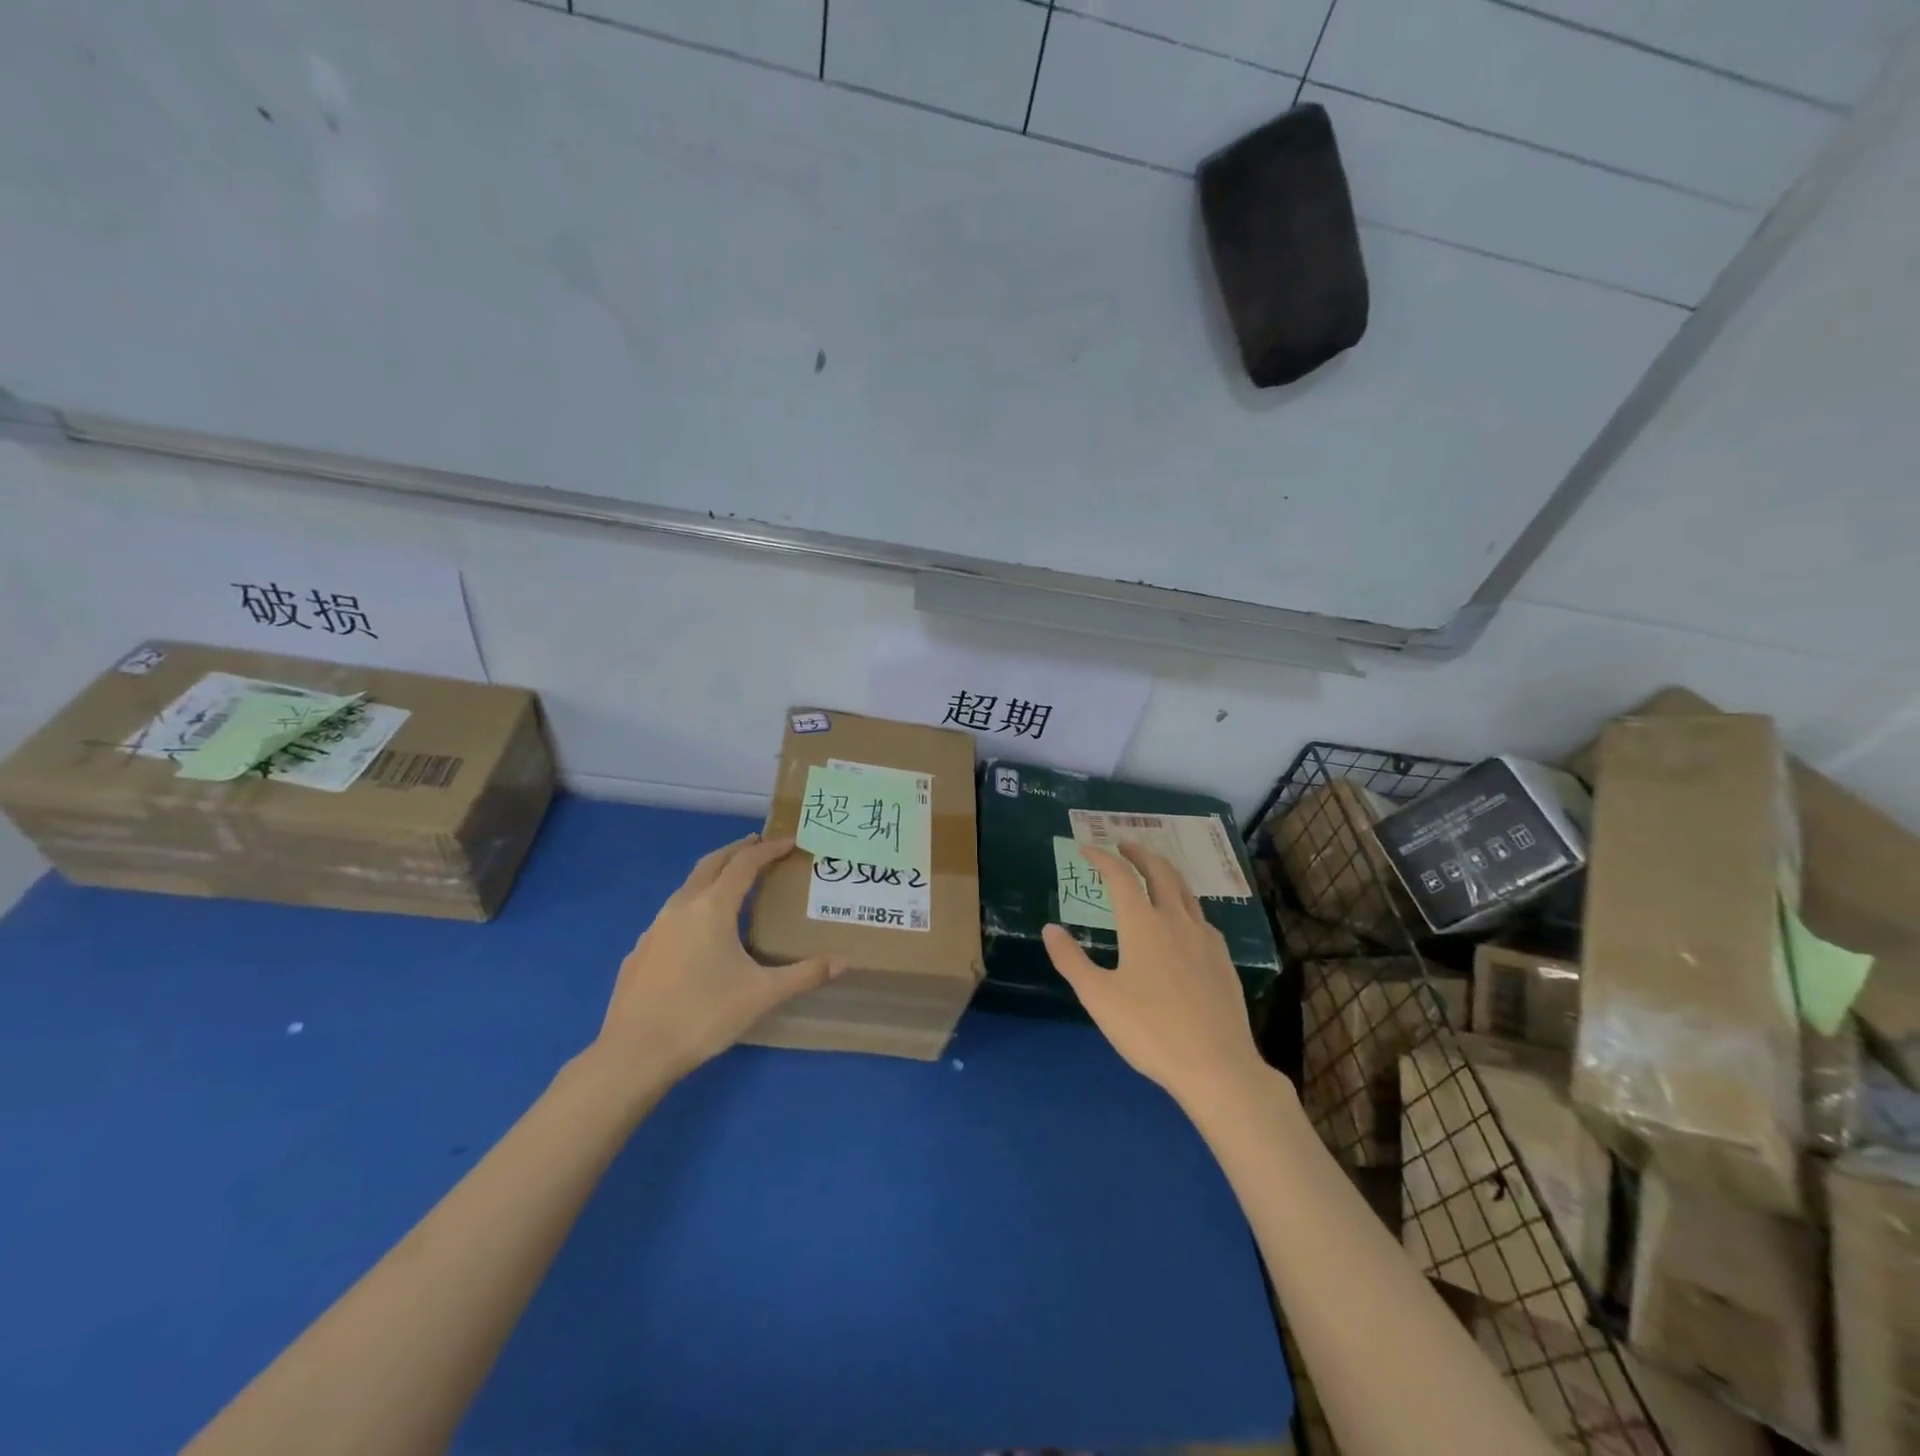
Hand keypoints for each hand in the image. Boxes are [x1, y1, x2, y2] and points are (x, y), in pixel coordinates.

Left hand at [593, 834, 843, 1086]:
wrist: (634, 1053)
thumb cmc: (703, 1015)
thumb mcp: (762, 995)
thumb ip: (804, 974)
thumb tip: (844, 962)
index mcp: (712, 907)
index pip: (744, 863)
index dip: (768, 849)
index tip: (790, 841)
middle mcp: (681, 906)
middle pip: (711, 863)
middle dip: (737, 850)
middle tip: (760, 846)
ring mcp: (655, 928)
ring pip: (688, 886)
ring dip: (713, 875)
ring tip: (734, 884)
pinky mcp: (641, 950)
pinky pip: (672, 914)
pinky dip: (694, 905)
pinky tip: (700, 932)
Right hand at [1042, 842, 1270, 1109]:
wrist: (1217, 1066)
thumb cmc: (1150, 1030)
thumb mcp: (1098, 997)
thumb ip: (1071, 960)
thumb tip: (1050, 928)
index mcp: (1143, 924)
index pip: (1120, 877)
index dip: (1102, 858)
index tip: (1086, 847)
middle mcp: (1176, 921)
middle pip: (1160, 872)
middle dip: (1140, 853)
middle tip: (1124, 845)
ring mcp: (1205, 939)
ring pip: (1185, 891)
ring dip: (1166, 873)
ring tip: (1154, 872)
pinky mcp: (1223, 960)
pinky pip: (1201, 917)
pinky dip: (1184, 903)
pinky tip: (1183, 920)